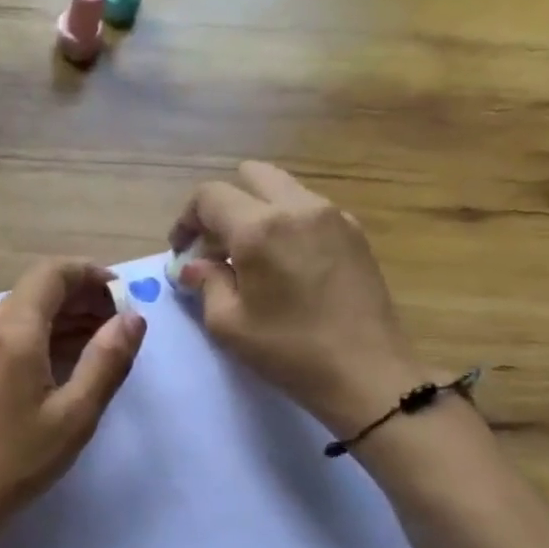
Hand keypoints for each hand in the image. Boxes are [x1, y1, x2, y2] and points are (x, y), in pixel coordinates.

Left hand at [0, 258, 146, 532]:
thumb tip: (133, 318)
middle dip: (80, 298)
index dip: (91, 274)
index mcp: (12, 332)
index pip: (52, 273)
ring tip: (99, 345)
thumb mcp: (74, 415)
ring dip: (61, 318)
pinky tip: (63, 362)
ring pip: (22, 312)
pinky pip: (6, 334)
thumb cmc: (17, 460)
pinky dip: (39, 336)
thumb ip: (107, 361)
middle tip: (118, 326)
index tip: (122, 296)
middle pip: (37, 290)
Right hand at [172, 162, 430, 433]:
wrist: (366, 372)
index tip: (182, 251)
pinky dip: (287, 223)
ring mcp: (333, 215)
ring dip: (256, 211)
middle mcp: (298, 207)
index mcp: (260, 228)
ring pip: (283, 189)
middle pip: (250, 175)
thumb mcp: (228, 323)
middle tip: (215, 245)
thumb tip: (194, 265)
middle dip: (223, 205)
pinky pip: (309, 209)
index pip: (210, 196)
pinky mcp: (355, 232)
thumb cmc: (288, 350)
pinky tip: (285, 264)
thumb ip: (206, 283)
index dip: (186, 219)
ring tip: (249, 256)